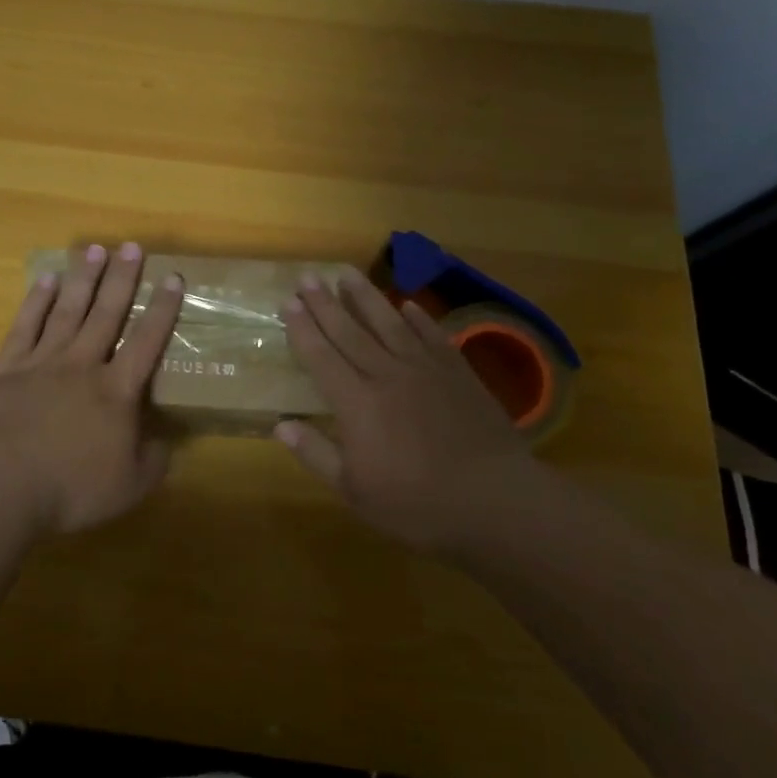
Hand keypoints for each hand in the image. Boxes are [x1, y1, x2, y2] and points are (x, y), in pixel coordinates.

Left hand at [0, 243, 183, 535]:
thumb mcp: (128, 487)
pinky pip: (25, 326)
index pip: (147, 341)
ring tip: (94, 249)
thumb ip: (153, 461)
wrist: (0, 485)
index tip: (173, 277)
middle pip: (107, 313)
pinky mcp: (6, 368)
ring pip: (68, 311)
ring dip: (83, 279)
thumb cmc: (70, 488)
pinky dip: (37, 301)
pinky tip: (46, 280)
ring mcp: (42, 362)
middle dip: (122, 279)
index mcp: (115, 391)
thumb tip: (167, 442)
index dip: (163, 309)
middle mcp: (82, 365)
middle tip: (132, 246)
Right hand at [276, 272, 538, 551]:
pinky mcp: (457, 373)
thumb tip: (280, 424)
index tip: (288, 302)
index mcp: (357, 403)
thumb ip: (317, 454)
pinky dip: (418, 318)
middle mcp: (386, 375)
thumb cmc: (418, 504)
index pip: (321, 357)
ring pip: (388, 323)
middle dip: (325, 303)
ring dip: (365, 296)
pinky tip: (407, 305)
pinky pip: (432, 336)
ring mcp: (424, 370)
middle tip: (308, 276)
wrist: (496, 501)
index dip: (303, 329)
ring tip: (347, 273)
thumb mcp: (355, 493)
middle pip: (349, 331)